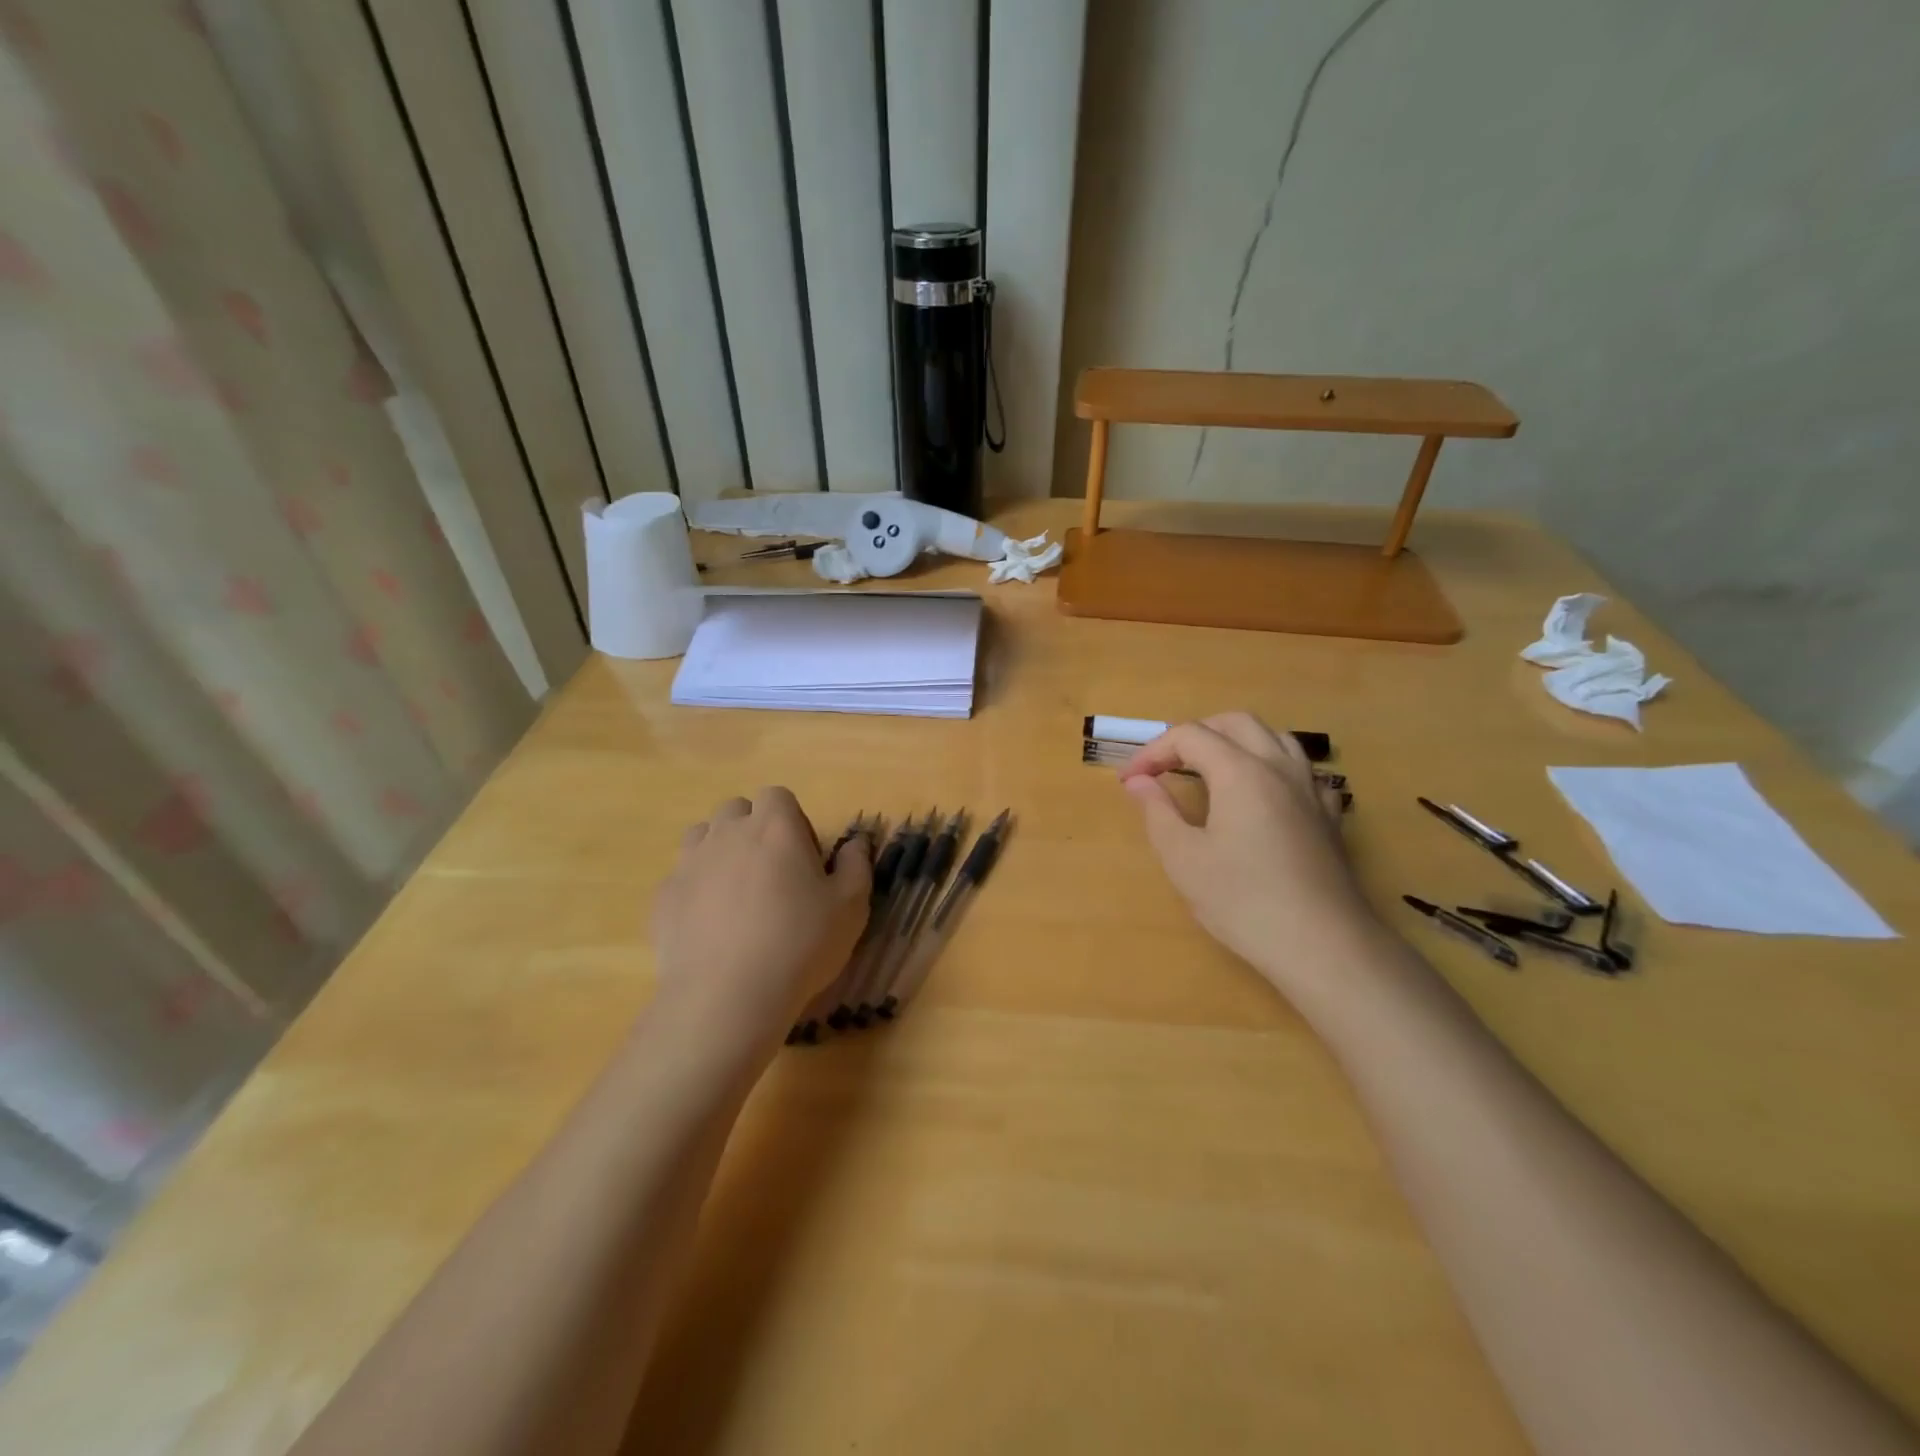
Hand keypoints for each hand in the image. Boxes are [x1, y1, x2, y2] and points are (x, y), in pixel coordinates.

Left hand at [652, 788, 871, 1037]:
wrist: (727, 996)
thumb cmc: (800, 943)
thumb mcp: (851, 907)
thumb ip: (856, 865)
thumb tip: (857, 841)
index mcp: (775, 827)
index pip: (777, 796)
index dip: (791, 820)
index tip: (802, 858)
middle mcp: (728, 833)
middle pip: (736, 811)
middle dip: (752, 830)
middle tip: (771, 873)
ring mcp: (690, 863)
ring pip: (702, 836)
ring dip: (720, 851)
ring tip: (737, 894)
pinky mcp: (664, 897)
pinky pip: (681, 877)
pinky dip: (695, 889)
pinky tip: (710, 925)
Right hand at [1118, 713, 1378, 1005]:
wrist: (1322, 945)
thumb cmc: (1243, 901)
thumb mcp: (1183, 859)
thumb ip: (1157, 811)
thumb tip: (1138, 781)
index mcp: (1240, 771)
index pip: (1189, 736)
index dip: (1153, 751)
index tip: (1130, 781)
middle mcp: (1279, 767)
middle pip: (1236, 723)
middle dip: (1196, 735)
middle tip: (1167, 766)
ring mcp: (1311, 789)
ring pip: (1275, 738)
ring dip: (1237, 742)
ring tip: (1212, 771)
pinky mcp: (1329, 816)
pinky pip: (1301, 770)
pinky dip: (1272, 768)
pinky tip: (1263, 797)